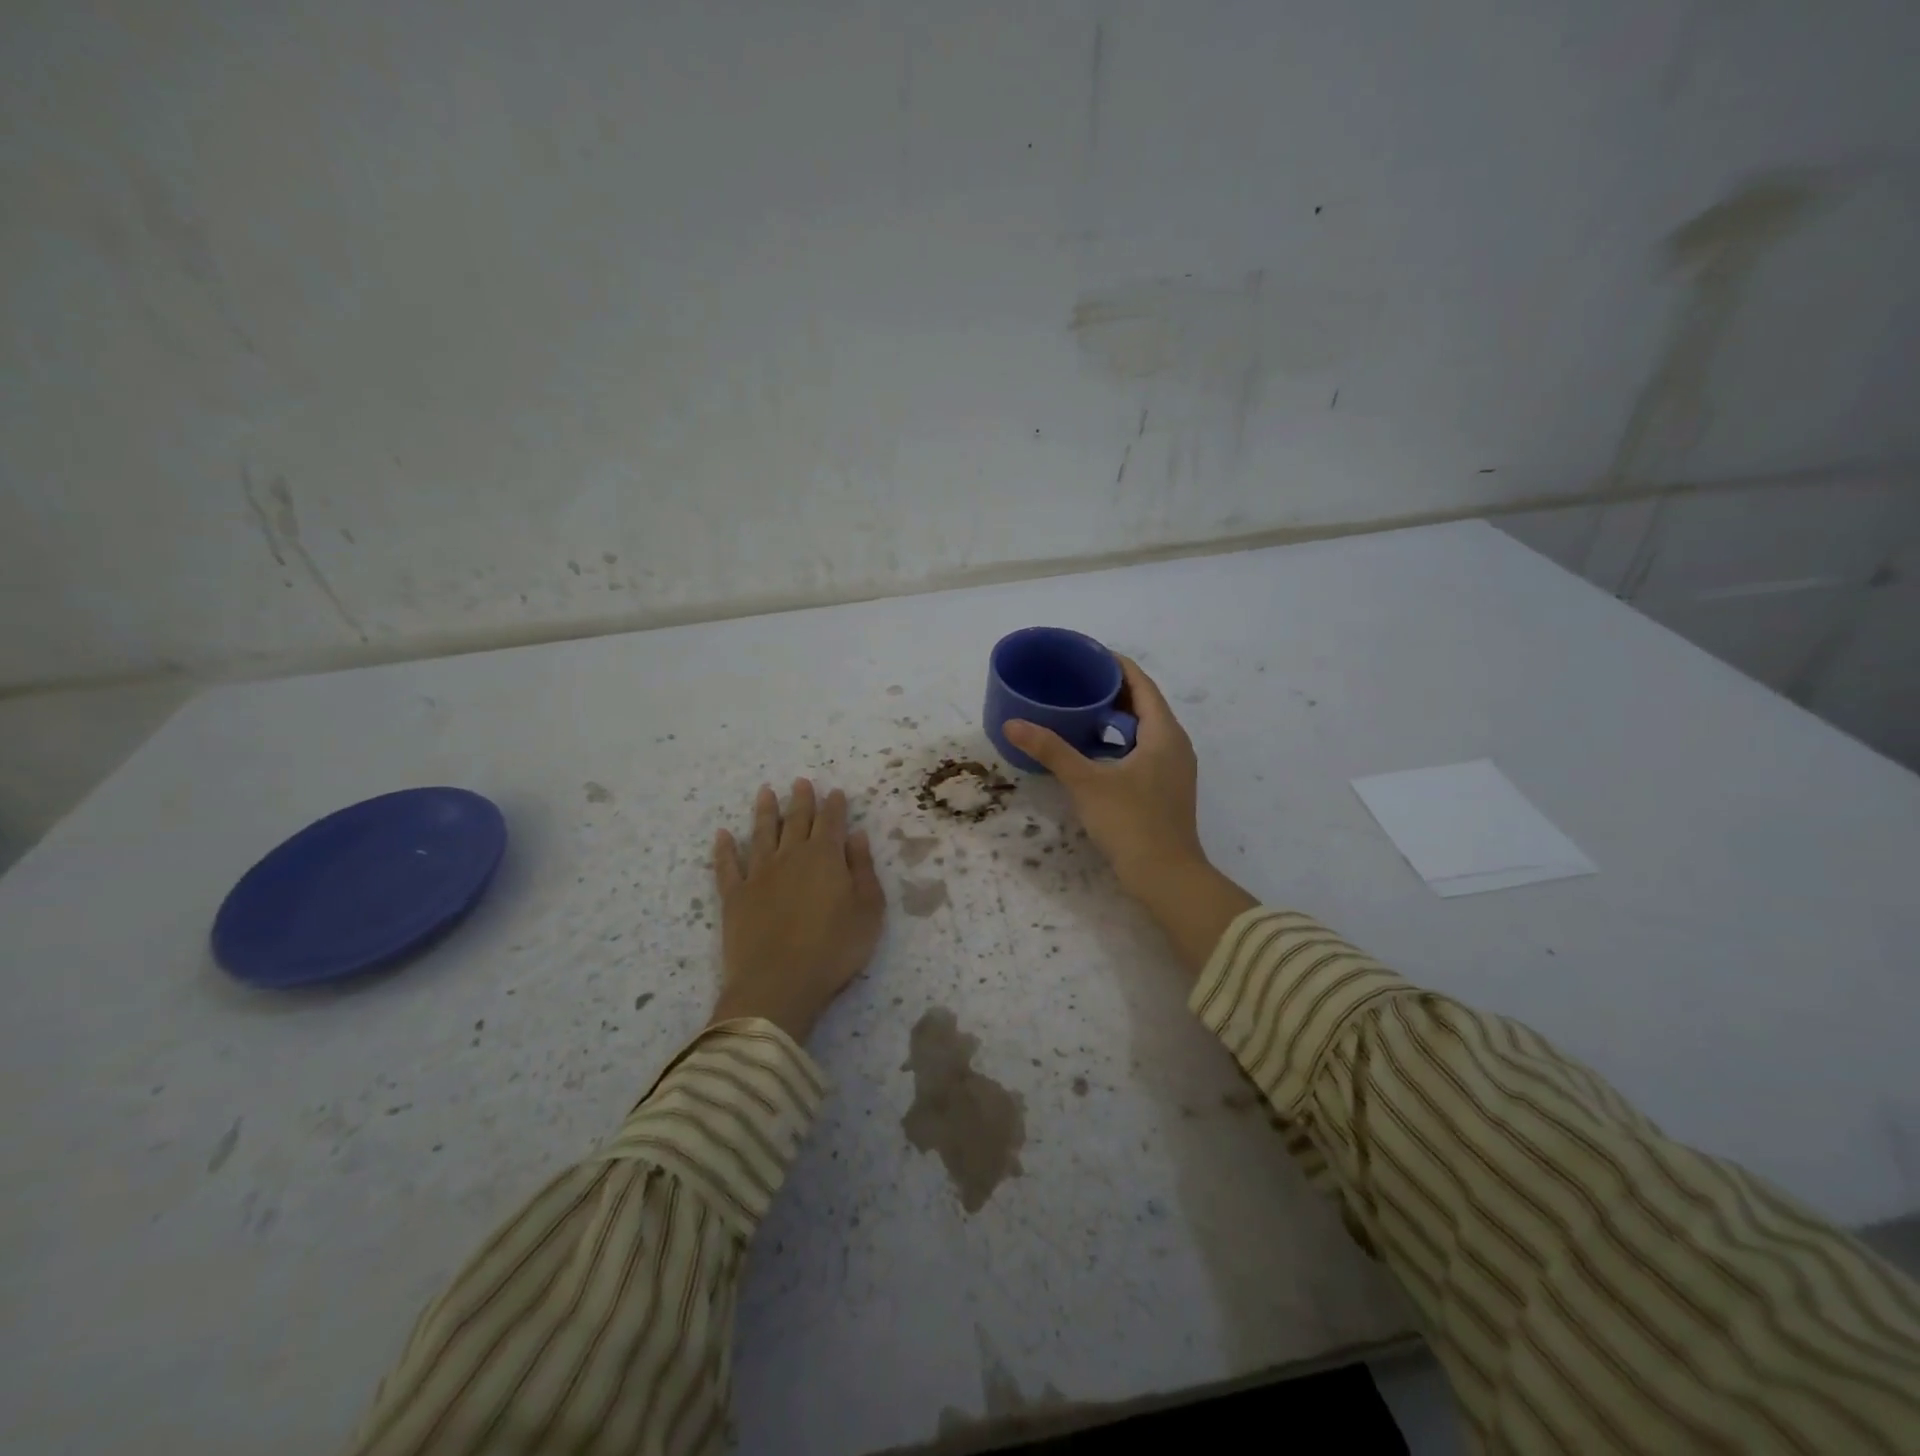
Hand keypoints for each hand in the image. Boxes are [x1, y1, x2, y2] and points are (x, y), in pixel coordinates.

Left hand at [710, 778, 885, 1043]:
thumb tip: (856, 835)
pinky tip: (722, 835)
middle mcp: (790, 856)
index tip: (835, 791)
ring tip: (765, 792)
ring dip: (765, 811)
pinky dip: (725, 849)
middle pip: (796, 820)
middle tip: (800, 782)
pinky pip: (727, 865)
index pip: (831, 822)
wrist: (778, 983)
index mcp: (825, 856)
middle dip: (801, 800)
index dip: (834, 805)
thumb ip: (863, 869)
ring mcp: (758, 874)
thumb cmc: (834, 948)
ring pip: (762, 833)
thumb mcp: (868, 910)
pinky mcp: (734, 896)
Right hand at [1004, 657, 1206, 894]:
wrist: (1166, 877)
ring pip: (1143, 730)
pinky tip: (1091, 751)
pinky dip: (1118, 742)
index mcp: (1163, 733)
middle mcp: (1174, 744)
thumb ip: (1051, 750)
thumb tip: (1013, 724)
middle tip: (1074, 682)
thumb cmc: (1131, 822)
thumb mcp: (1086, 782)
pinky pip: (1142, 750)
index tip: (1085, 655)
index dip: (1115, 664)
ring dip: (1114, 717)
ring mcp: (1173, 769)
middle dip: (1111, 690)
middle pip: (1144, 704)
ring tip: (1078, 711)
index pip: (1141, 683)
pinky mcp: (1165, 789)